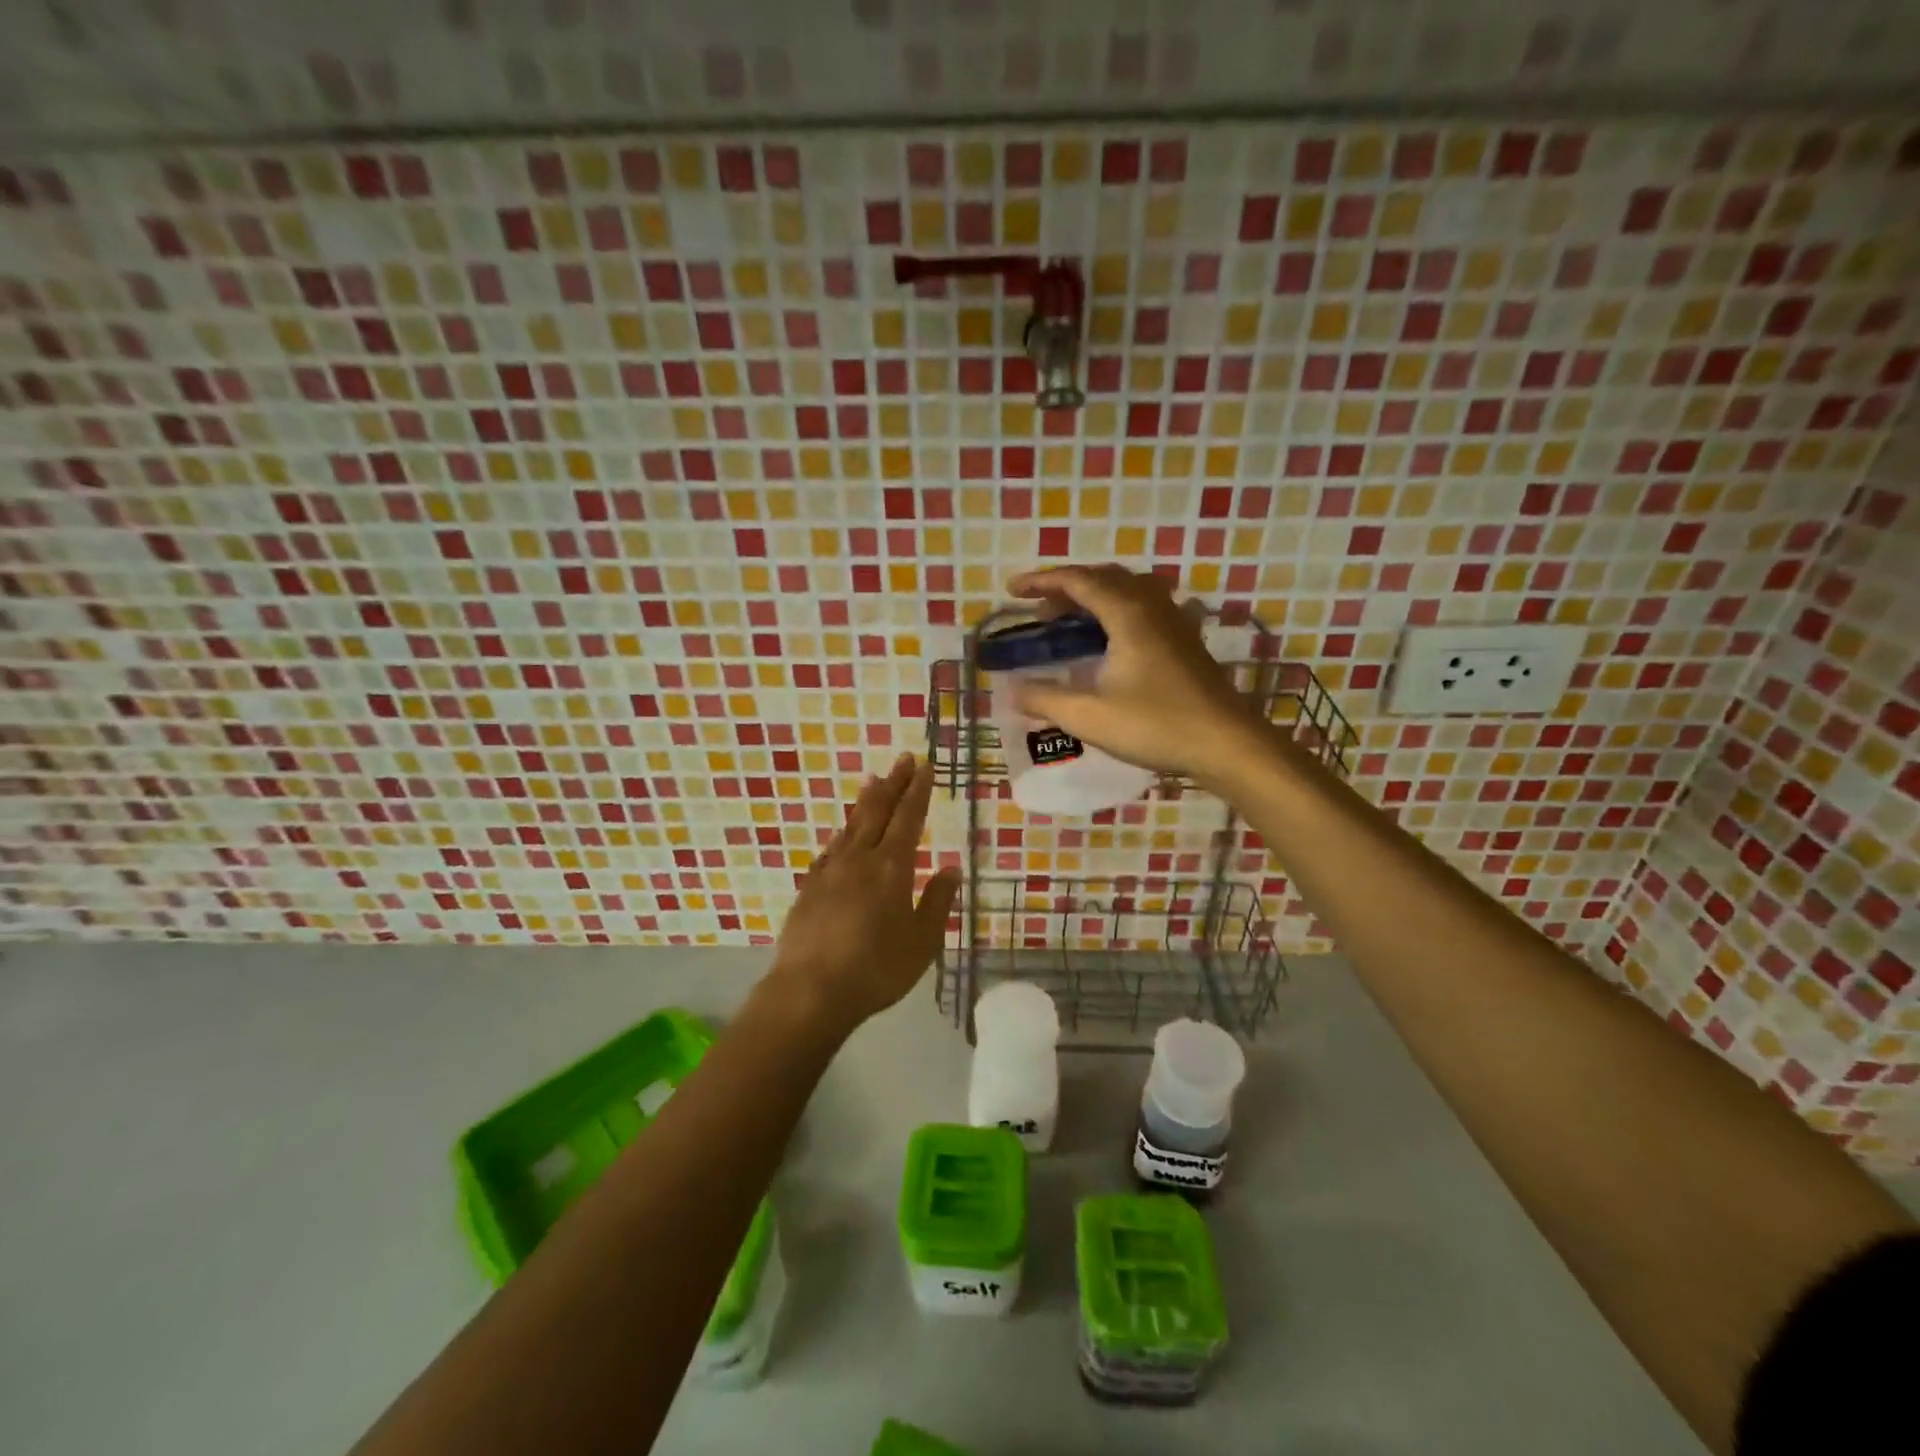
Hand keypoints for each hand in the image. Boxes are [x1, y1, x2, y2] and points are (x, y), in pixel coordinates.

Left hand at [765, 754, 961, 1035]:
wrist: (810, 990)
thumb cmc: (876, 968)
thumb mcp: (922, 941)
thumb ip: (937, 901)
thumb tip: (952, 868)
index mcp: (892, 867)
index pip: (908, 817)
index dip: (918, 790)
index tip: (925, 766)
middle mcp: (860, 859)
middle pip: (878, 811)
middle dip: (893, 783)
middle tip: (903, 759)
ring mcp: (830, 871)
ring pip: (851, 825)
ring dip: (866, 800)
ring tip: (873, 780)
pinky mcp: (810, 887)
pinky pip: (831, 849)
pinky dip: (842, 833)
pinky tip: (843, 835)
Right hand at [1005, 564, 1270, 785]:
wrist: (1226, 744)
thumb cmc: (1155, 726)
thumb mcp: (1089, 717)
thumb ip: (1046, 699)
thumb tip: (1012, 691)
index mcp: (1127, 614)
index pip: (1078, 581)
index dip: (1042, 581)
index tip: (1013, 590)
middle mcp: (1152, 608)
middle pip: (1105, 578)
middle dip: (1067, 587)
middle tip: (1040, 610)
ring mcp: (1175, 623)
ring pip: (1130, 589)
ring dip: (1097, 595)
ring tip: (1074, 619)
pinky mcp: (1187, 642)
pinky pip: (1148, 608)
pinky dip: (1121, 610)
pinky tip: (1117, 637)